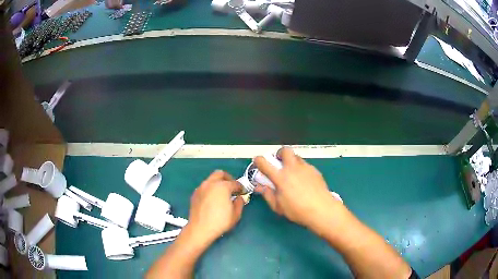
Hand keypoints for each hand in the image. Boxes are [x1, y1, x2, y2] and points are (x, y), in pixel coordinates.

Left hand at [185, 170, 244, 245]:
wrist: (200, 229)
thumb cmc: (220, 222)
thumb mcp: (236, 214)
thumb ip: (240, 203)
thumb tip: (239, 198)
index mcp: (222, 187)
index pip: (235, 183)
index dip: (240, 188)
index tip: (242, 193)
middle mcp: (210, 183)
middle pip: (220, 174)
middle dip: (228, 178)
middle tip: (232, 188)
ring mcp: (201, 187)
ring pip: (211, 179)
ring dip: (218, 183)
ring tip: (222, 194)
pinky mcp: (195, 194)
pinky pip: (204, 187)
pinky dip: (210, 189)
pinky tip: (212, 199)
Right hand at [254, 147, 342, 231]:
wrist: (322, 209)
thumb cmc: (298, 210)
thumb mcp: (278, 206)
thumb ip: (268, 195)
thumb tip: (260, 187)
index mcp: (280, 177)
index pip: (264, 162)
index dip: (258, 160)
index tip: (258, 163)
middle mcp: (292, 168)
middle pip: (285, 150)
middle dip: (279, 153)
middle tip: (279, 163)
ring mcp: (305, 168)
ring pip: (296, 157)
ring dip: (291, 161)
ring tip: (292, 174)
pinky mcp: (315, 171)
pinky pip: (305, 165)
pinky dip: (301, 169)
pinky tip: (304, 181)